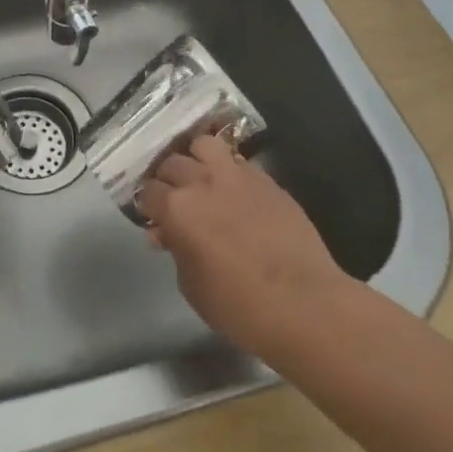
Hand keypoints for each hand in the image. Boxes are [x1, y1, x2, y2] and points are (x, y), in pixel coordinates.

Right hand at [137, 133, 359, 361]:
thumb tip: (169, 234)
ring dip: (197, 159)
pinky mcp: (266, 180)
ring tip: (202, 178)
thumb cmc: (239, 307)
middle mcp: (202, 182)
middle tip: (175, 198)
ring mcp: (237, 176)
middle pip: (172, 163)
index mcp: (177, 209)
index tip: (154, 216)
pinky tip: (234, 190)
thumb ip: (177, 250)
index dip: (148, 204)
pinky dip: (229, 170)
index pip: (148, 190)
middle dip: (168, 179)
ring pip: (205, 145)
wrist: (304, 304)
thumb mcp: (192, 286)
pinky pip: (238, 161)